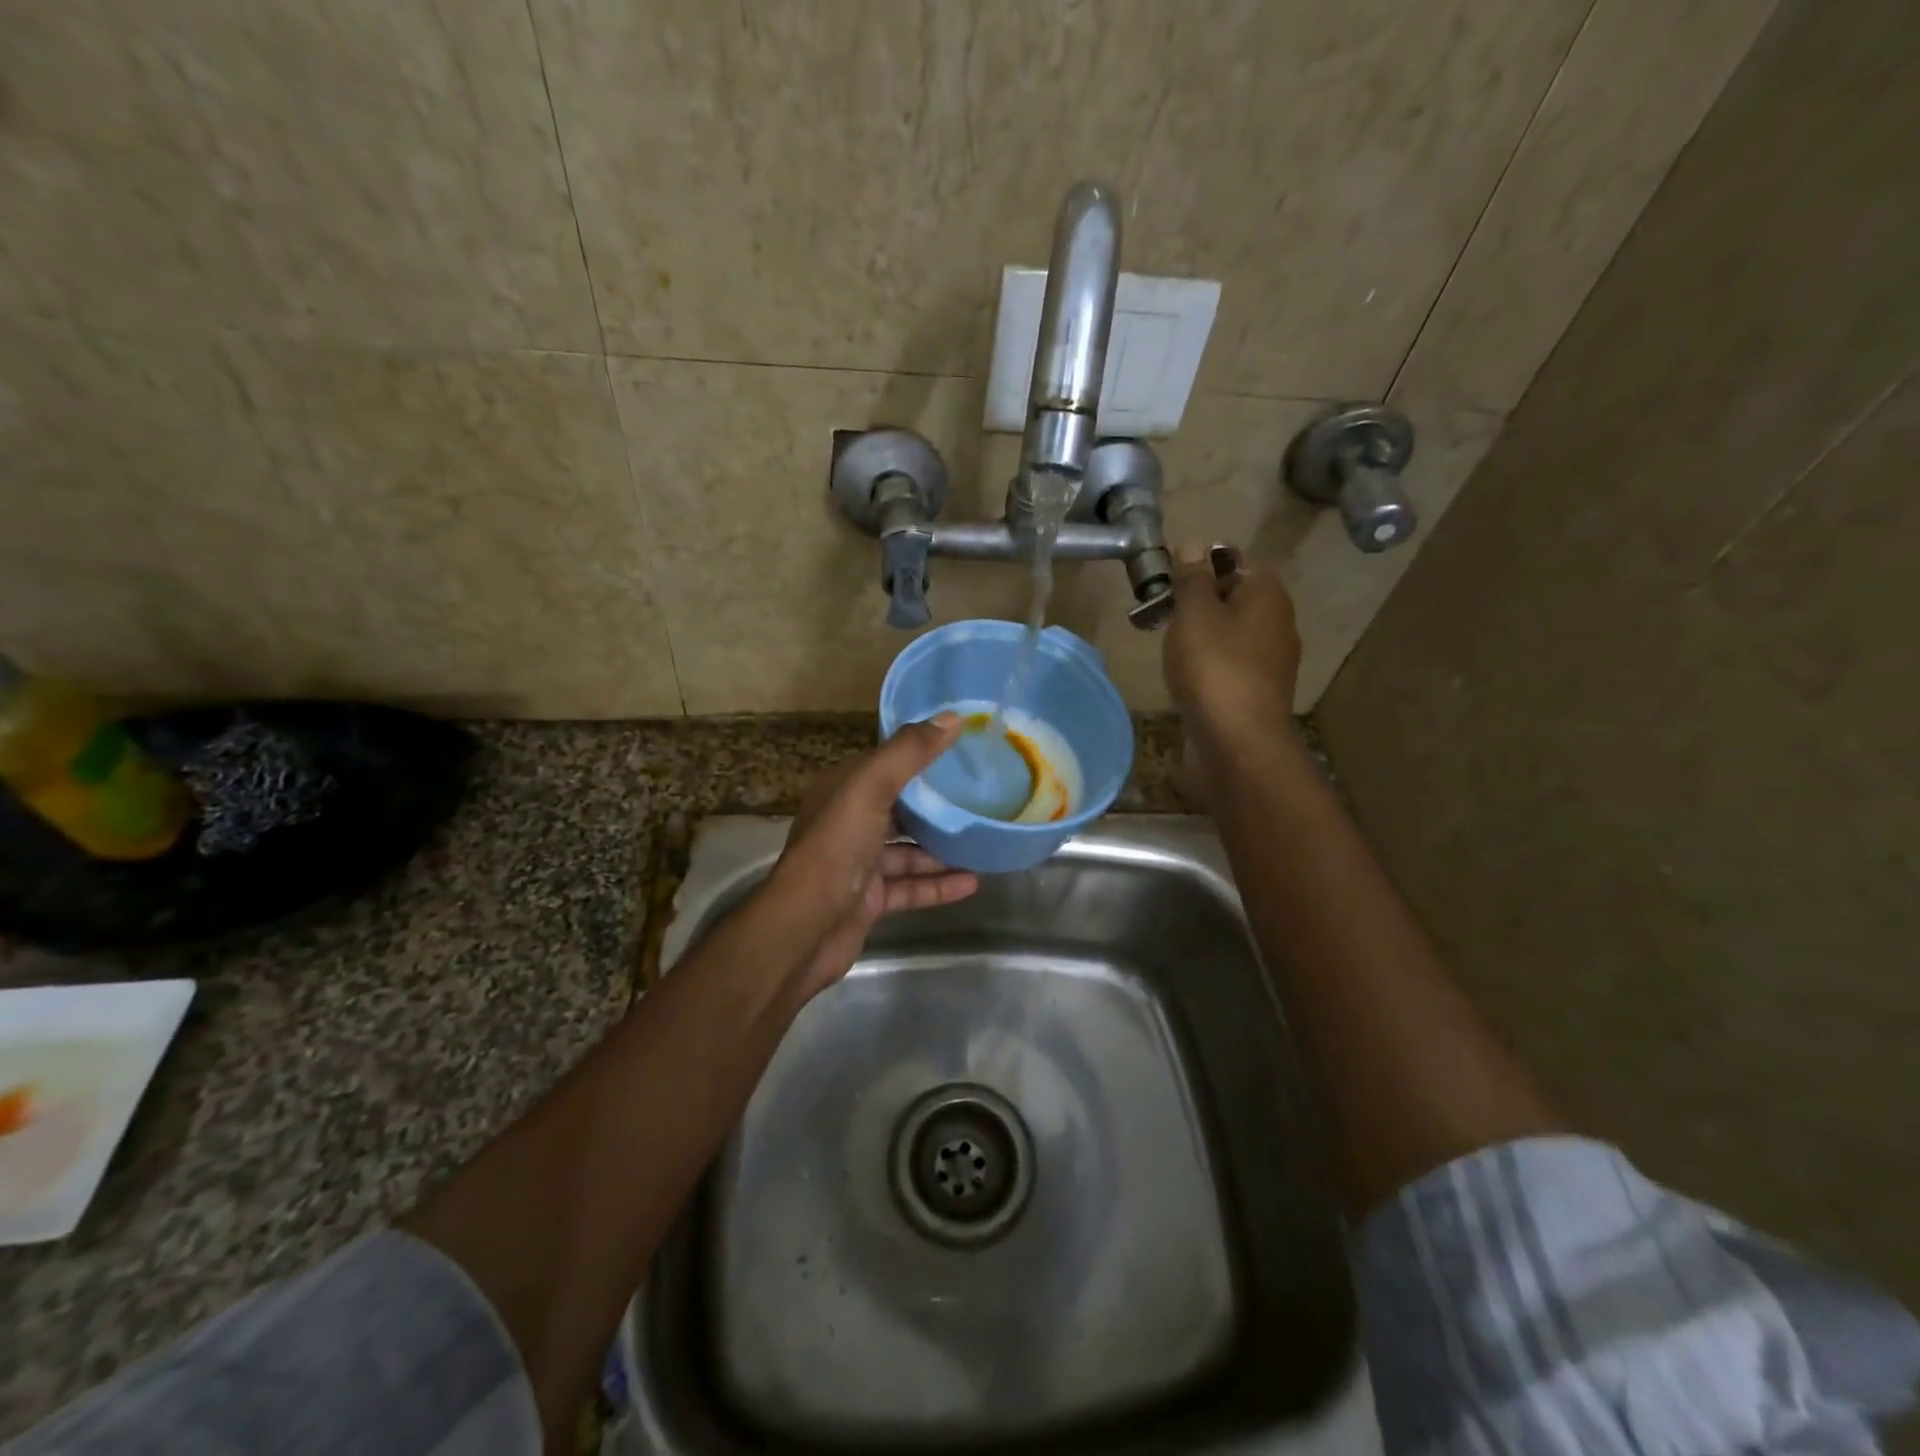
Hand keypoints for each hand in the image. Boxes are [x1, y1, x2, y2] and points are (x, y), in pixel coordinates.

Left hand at [767, 714, 978, 997]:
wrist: (806, 927)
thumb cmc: (837, 846)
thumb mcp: (871, 787)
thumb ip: (910, 752)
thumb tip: (953, 717)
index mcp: (844, 790)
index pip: (886, 764)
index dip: (920, 753)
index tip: (962, 747)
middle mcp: (849, 822)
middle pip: (900, 808)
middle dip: (936, 804)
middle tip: (981, 796)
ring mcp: (859, 863)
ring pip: (908, 850)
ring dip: (942, 848)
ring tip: (983, 840)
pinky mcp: (869, 899)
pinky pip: (910, 887)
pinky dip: (939, 885)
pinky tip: (973, 883)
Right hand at [1162, 544, 1301, 732]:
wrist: (1235, 743)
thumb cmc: (1214, 668)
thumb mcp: (1195, 613)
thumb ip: (1192, 579)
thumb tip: (1194, 542)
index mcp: (1267, 596)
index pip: (1236, 563)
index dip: (1201, 568)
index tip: (1168, 582)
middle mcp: (1277, 625)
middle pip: (1232, 600)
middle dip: (1197, 604)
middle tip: (1159, 614)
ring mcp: (1268, 663)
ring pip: (1228, 635)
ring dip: (1199, 637)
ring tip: (1165, 647)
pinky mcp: (1255, 694)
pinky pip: (1227, 666)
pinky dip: (1205, 666)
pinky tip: (1182, 678)